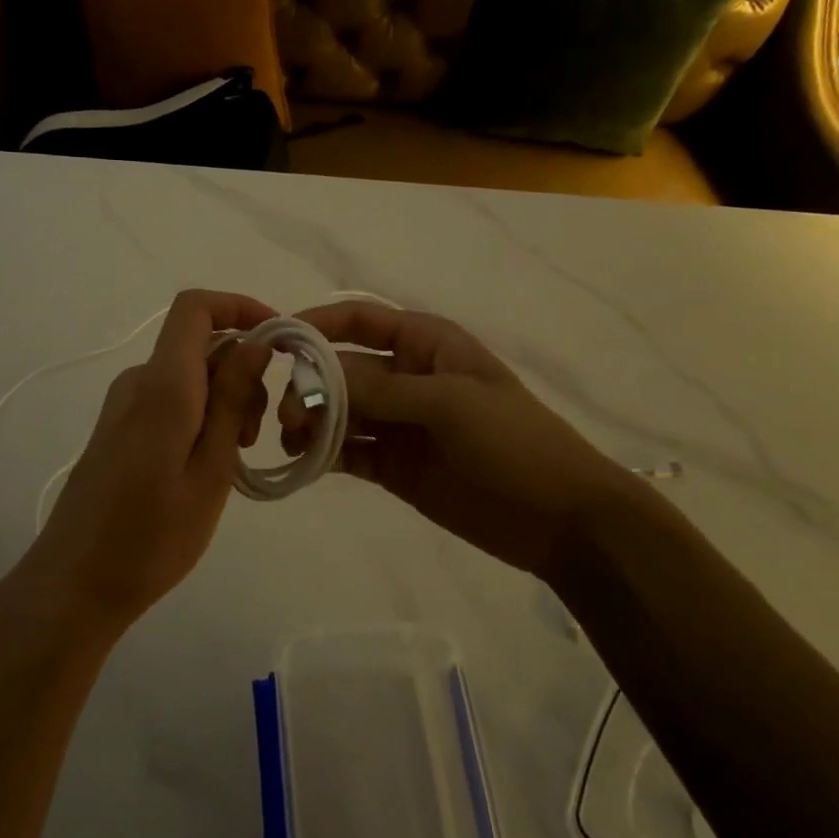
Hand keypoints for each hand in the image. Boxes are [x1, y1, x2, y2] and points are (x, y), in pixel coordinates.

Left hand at [0, 289, 275, 640]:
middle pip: (200, 345)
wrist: (75, 583)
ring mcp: (124, 405)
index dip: (240, 307)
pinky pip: (170, 400)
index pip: (195, 308)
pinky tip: (208, 468)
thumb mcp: (211, 470)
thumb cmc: (152, 536)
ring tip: (234, 459)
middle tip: (257, 435)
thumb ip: (232, 399)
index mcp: (163, 384)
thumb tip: (255, 342)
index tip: (279, 343)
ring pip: (189, 376)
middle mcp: (138, 382)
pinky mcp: (118, 429)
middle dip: (242, 373)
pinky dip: (201, 417)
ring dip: (224, 401)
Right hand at [280, 302, 647, 574]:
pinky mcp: (394, 466)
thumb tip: (315, 383)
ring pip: (339, 412)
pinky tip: (306, 463)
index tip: (277, 344)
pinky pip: (349, 452)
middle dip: (310, 387)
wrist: (560, 518)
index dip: (317, 325)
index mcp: (425, 344)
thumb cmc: (514, 441)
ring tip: (295, 443)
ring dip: (312, 422)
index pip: (360, 319)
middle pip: (341, 370)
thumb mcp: (451, 403)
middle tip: (288, 418)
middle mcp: (405, 377)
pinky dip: (324, 455)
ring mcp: (398, 423)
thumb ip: (382, 391)